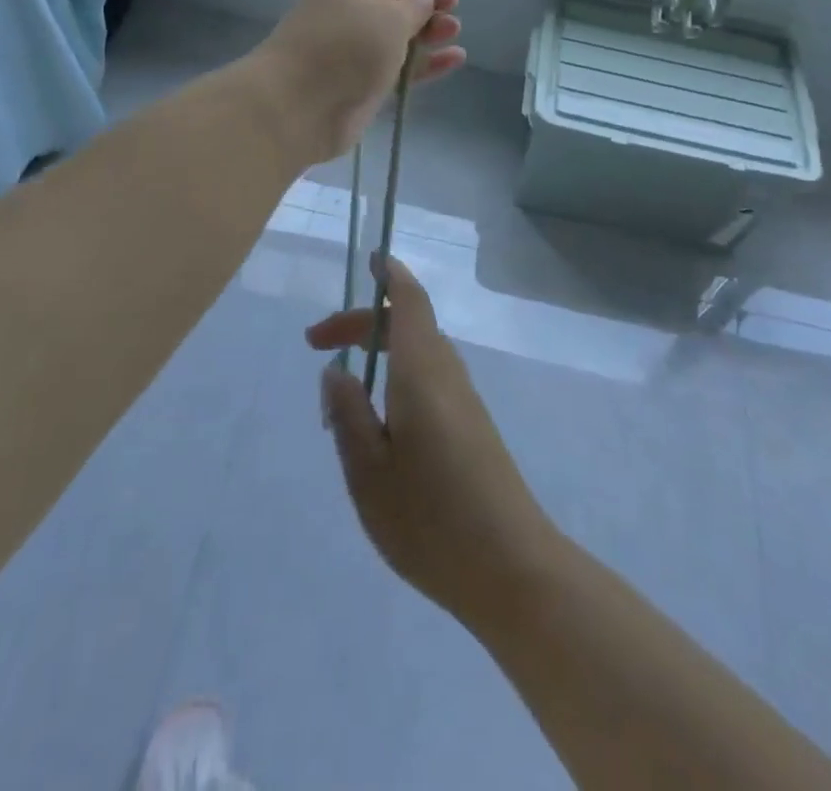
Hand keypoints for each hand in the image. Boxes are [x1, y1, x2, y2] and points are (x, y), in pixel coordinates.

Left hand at [251, 0, 464, 163]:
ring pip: (398, 32)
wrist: (299, 104)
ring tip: (454, 32)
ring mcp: (355, 46)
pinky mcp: (362, 79)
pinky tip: (455, 59)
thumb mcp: (391, 16)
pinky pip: (399, 63)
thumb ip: (416, 6)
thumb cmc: (347, 46)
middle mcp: (349, 7)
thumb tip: (424, 1)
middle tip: (452, 8)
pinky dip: (425, 61)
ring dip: (429, 30)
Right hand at [307, 256, 554, 620]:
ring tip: (339, 401)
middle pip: (407, 325)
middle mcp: (447, 374)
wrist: (513, 569)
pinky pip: (429, 382)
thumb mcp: (368, 472)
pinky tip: (378, 430)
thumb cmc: (431, 518)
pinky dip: (396, 381)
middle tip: (317, 346)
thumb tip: (336, 370)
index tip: (369, 260)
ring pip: (418, 354)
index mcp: (422, 371)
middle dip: (362, 324)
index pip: (409, 302)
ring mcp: (465, 401)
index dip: (390, 275)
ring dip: (378, 356)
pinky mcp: (473, 428)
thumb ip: (348, 414)